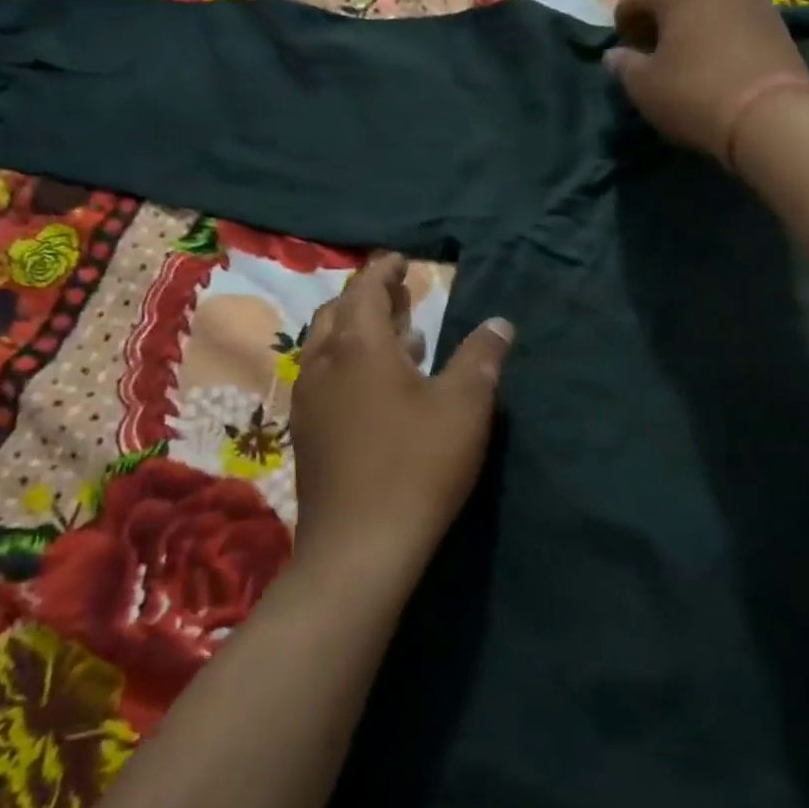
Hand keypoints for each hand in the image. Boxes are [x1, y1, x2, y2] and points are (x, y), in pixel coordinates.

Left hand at [289, 253, 512, 587]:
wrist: (360, 547)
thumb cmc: (418, 464)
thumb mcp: (465, 405)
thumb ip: (482, 357)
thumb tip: (500, 323)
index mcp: (358, 347)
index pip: (364, 289)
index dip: (383, 270)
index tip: (402, 260)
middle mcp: (323, 366)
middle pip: (336, 314)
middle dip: (366, 297)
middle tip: (399, 294)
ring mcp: (309, 403)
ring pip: (325, 348)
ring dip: (356, 331)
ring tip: (397, 336)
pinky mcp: (308, 436)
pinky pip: (324, 379)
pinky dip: (348, 364)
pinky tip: (377, 389)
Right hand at [606, 0, 808, 164]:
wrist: (772, 114)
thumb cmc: (696, 95)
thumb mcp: (646, 88)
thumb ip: (625, 67)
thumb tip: (615, 55)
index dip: (625, 15)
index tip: (621, 41)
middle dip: (660, 11)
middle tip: (651, 42)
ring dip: (693, 18)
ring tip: (685, 50)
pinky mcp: (776, 20)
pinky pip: (735, 15)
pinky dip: (719, 28)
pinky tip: (716, 56)